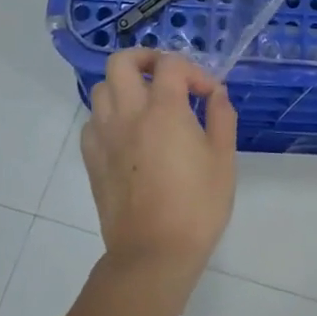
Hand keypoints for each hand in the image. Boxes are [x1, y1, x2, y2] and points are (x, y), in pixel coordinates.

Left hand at [81, 50, 237, 287]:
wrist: (153, 255)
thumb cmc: (196, 206)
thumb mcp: (223, 159)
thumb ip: (221, 116)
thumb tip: (216, 93)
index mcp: (163, 109)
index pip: (171, 64)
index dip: (194, 70)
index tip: (209, 94)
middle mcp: (128, 114)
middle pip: (122, 62)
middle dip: (146, 60)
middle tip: (166, 77)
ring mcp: (105, 137)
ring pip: (101, 89)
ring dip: (124, 86)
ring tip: (147, 104)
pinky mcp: (92, 160)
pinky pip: (92, 122)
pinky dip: (109, 116)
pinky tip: (128, 134)